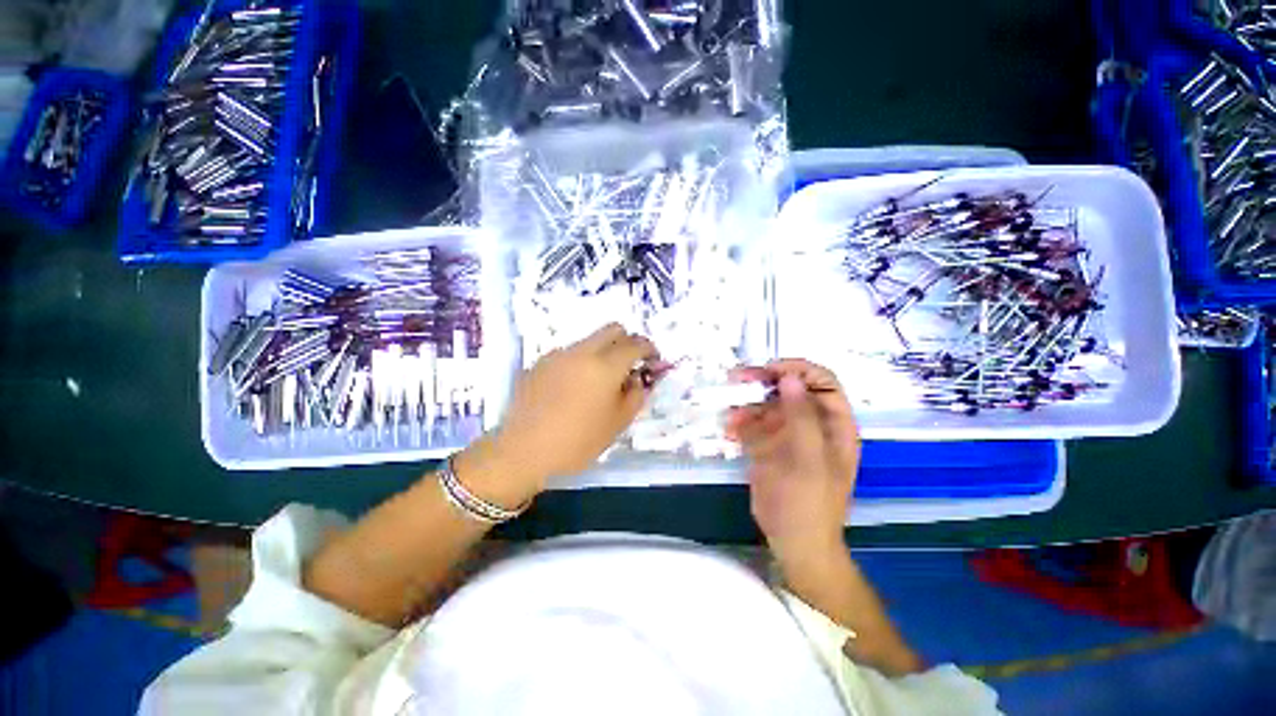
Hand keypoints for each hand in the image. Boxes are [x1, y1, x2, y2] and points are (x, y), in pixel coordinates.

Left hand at [468, 323, 658, 501]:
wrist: (522, 452)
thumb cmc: (577, 442)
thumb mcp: (618, 423)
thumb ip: (636, 394)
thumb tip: (639, 377)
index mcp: (605, 366)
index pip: (635, 343)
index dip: (649, 348)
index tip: (653, 360)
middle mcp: (582, 351)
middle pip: (612, 329)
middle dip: (627, 341)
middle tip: (629, 364)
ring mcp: (558, 354)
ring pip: (590, 340)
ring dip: (603, 351)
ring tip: (600, 380)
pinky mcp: (541, 362)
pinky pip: (570, 352)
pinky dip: (581, 361)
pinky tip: (574, 387)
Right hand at [725, 359, 860, 563]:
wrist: (793, 541)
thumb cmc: (808, 503)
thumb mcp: (808, 460)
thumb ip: (802, 417)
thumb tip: (790, 378)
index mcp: (833, 424)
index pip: (822, 381)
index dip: (798, 369)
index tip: (769, 370)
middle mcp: (812, 423)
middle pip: (790, 388)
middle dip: (764, 382)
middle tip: (737, 379)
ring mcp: (787, 434)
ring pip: (767, 404)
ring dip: (747, 403)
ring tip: (730, 413)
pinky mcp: (768, 445)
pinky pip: (753, 423)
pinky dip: (740, 422)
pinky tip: (729, 430)